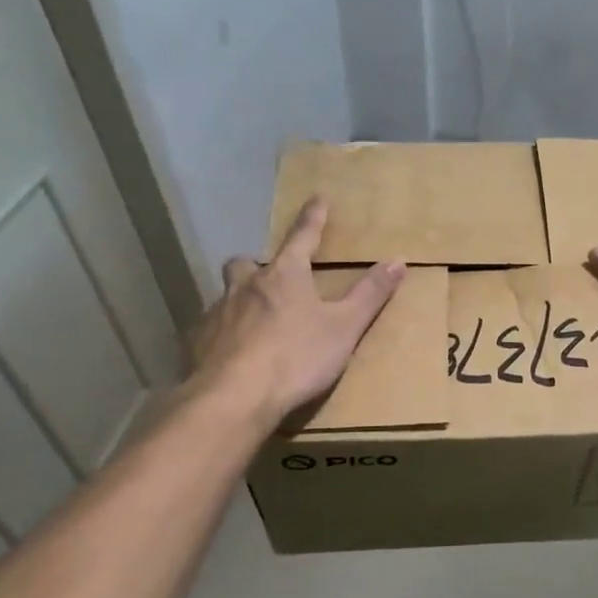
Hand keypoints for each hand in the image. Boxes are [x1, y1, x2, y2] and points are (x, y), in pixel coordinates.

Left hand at [189, 198, 404, 424]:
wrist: (235, 399)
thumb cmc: (296, 357)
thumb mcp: (345, 327)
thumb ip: (370, 294)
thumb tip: (398, 260)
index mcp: (285, 276)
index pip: (302, 237)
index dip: (312, 218)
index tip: (317, 199)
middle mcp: (247, 287)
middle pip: (245, 263)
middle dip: (256, 265)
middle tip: (268, 278)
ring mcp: (218, 315)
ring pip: (226, 296)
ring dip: (239, 301)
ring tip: (252, 320)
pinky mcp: (198, 345)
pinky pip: (210, 331)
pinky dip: (222, 335)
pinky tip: (231, 354)